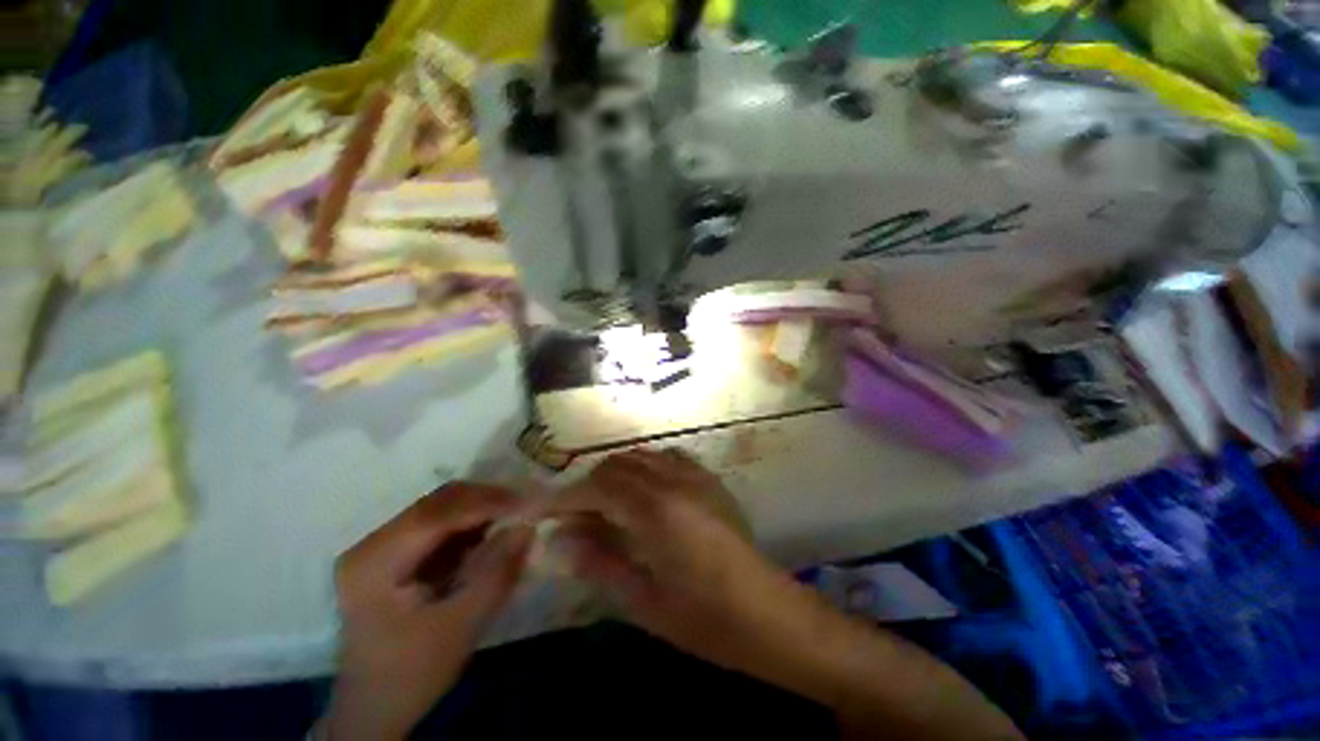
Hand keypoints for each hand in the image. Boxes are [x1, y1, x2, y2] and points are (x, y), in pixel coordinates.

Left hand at [324, 483, 531, 739]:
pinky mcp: (397, 552)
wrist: (374, 708)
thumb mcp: (460, 627)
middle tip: (528, 509)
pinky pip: (443, 523)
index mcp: (375, 561)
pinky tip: (495, 533)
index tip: (530, 504)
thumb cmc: (411, 673)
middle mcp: (373, 542)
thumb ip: (495, 573)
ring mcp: (383, 545)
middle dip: (488, 501)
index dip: (487, 502)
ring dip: (483, 510)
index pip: (438, 513)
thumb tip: (528, 526)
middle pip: (440, 502)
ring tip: (517, 519)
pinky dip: (474, 524)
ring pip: (444, 507)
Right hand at [550, 448, 799, 668]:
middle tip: (574, 520)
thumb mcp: (645, 602)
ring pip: (640, 456)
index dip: (563, 498)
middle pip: (616, 466)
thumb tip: (557, 539)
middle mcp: (674, 480)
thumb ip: (599, 563)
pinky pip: (667, 458)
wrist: (769, 613)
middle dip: (588, 487)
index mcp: (656, 511)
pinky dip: (644, 468)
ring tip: (604, 508)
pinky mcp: (709, 479)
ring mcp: (695, 475)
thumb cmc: (706, 620)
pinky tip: (643, 495)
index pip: (596, 488)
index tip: (539, 511)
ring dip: (615, 476)